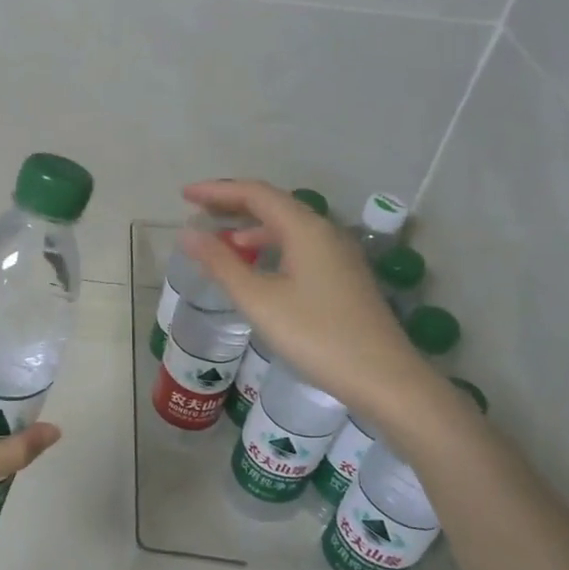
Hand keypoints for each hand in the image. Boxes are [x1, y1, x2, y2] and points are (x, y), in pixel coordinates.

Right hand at [179, 179, 415, 404]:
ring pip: (288, 227)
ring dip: (252, 228)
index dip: (217, 191)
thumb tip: (188, 234)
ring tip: (222, 242)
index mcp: (305, 229)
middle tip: (198, 210)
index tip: (185, 195)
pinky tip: (258, 269)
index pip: (255, 194)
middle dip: (233, 204)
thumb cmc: (316, 335)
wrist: (383, 378)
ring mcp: (338, 255)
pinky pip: (300, 247)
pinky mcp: (344, 277)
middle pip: (274, 204)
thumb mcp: (259, 300)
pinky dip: (271, 247)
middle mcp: (325, 232)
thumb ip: (222, 263)